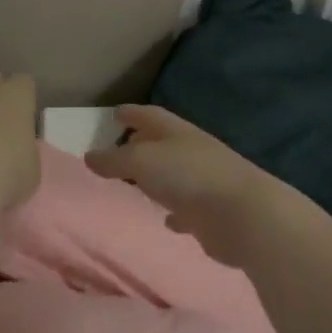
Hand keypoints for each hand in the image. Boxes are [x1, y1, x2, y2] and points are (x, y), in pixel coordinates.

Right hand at [85, 105, 289, 265]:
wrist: (242, 215)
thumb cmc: (189, 177)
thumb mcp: (142, 161)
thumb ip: (115, 159)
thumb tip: (89, 155)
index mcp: (177, 132)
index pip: (151, 115)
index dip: (133, 113)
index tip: (116, 113)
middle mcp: (192, 152)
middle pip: (163, 143)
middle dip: (142, 143)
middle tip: (120, 147)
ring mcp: (204, 182)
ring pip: (174, 175)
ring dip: (157, 177)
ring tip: (136, 182)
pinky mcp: (210, 214)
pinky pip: (186, 209)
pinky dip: (174, 211)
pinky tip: (166, 219)